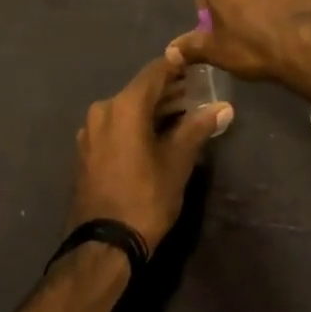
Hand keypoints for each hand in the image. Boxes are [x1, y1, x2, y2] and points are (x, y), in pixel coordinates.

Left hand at [68, 53, 229, 253]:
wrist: (103, 245)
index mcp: (124, 106)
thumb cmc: (145, 198)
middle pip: (140, 91)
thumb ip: (198, 128)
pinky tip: (157, 135)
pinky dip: (136, 124)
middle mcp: (102, 110)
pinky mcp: (86, 150)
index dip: (177, 66)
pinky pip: (116, 126)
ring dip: (153, 109)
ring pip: (127, 109)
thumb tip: (223, 106)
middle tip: (197, 93)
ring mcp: (90, 131)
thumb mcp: (178, 162)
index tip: (198, 66)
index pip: (155, 72)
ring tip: (183, 114)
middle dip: (169, 91)